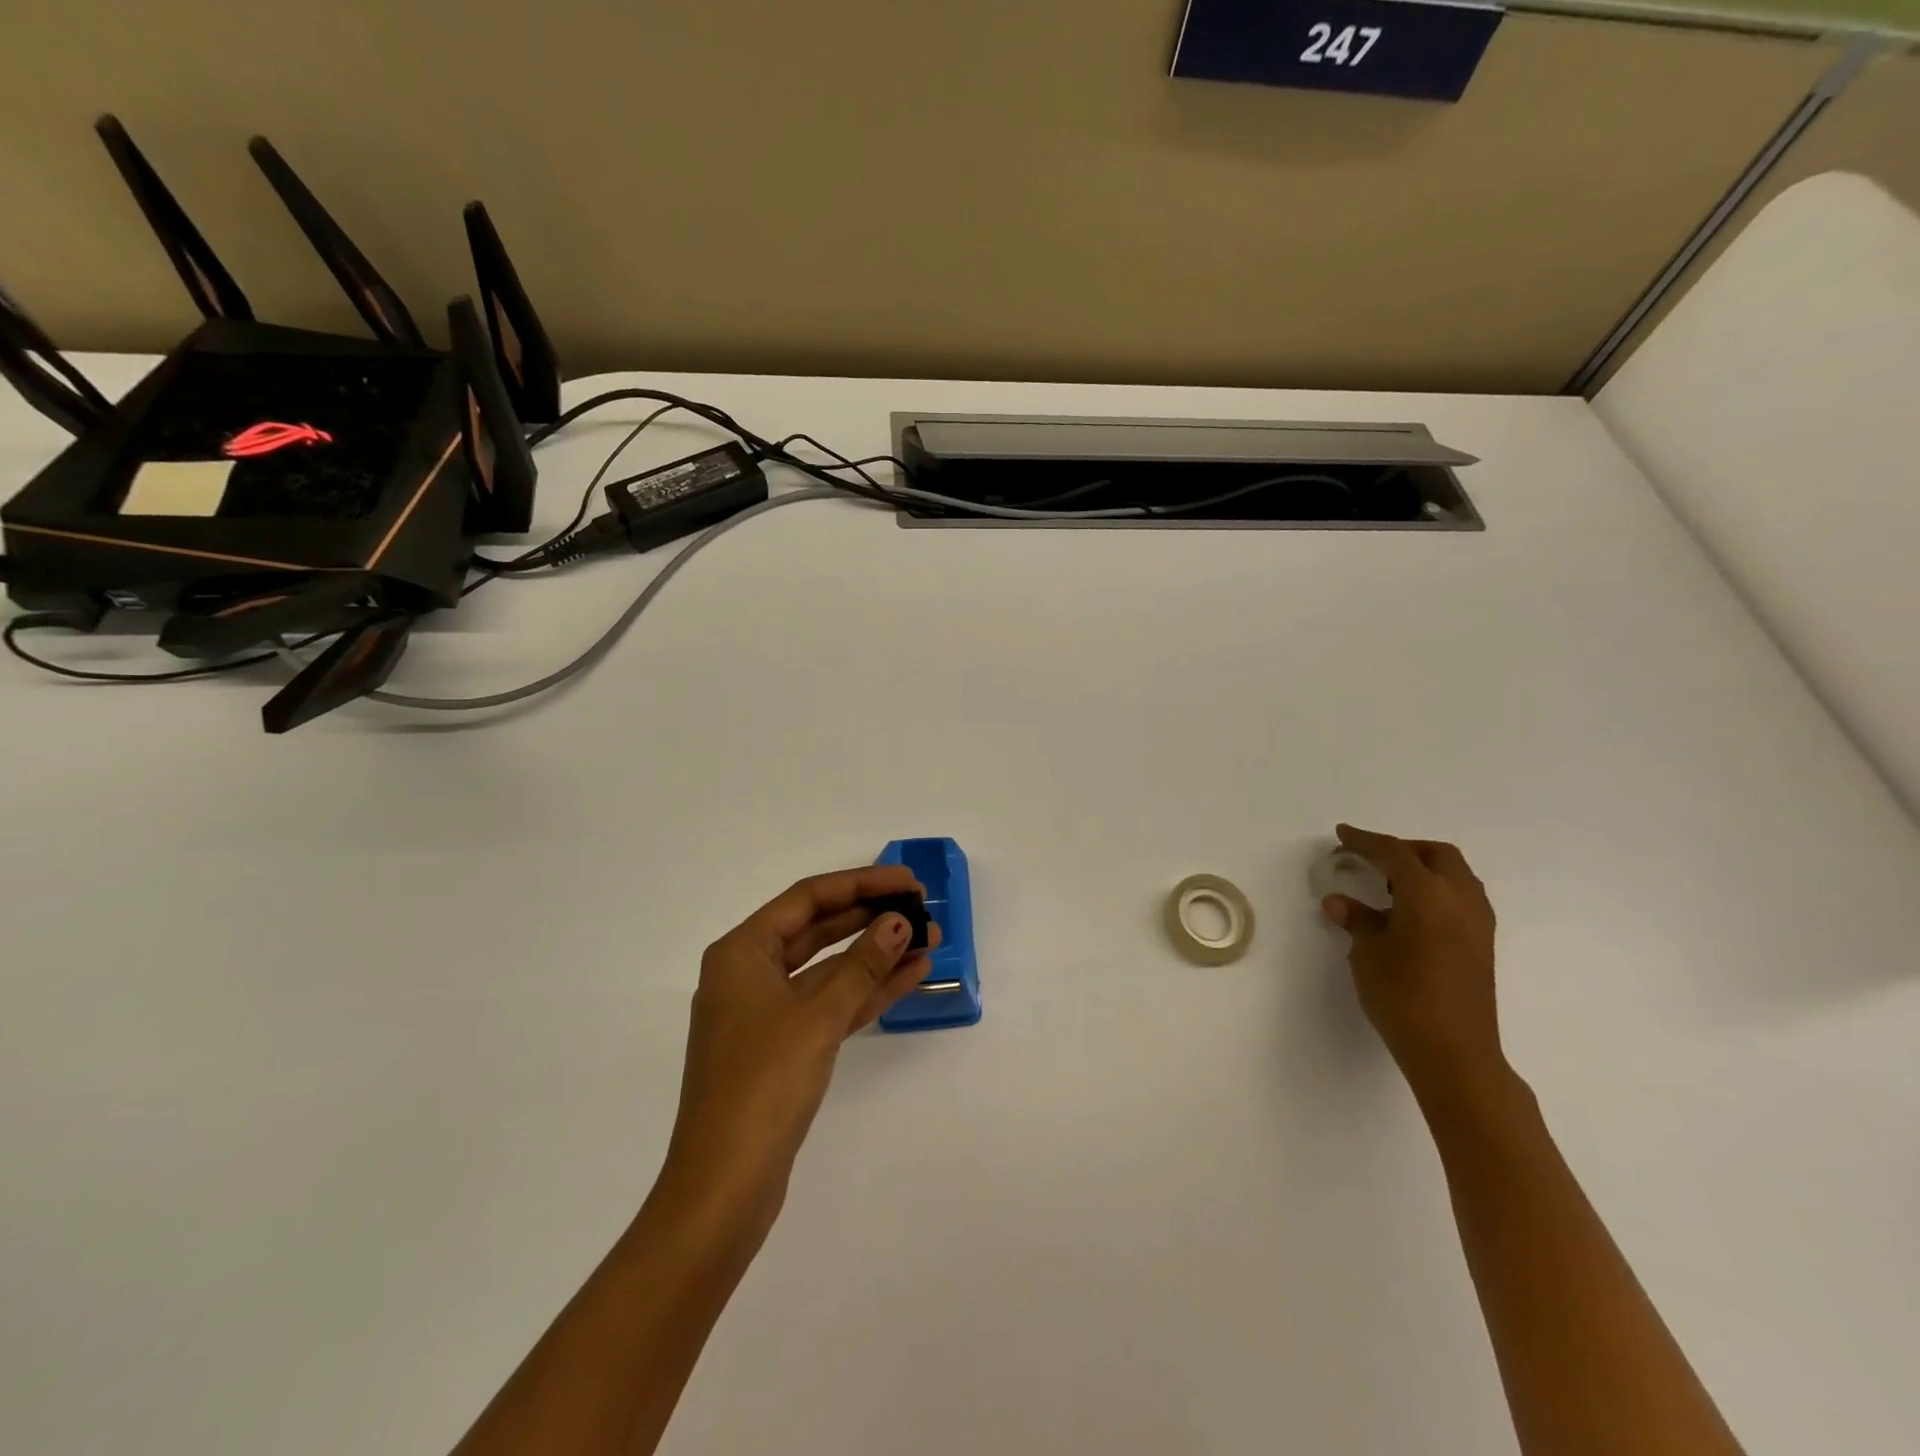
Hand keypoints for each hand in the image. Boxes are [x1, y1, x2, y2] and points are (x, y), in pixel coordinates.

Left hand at [664, 865, 941, 1222]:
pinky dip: (867, 992)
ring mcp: (768, 1013)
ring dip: (877, 955)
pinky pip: (831, 1004)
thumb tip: (899, 922)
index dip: (862, 884)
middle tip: (922, 909)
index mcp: (741, 952)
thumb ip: (862, 965)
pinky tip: (910, 977)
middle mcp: (750, 973)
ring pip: (830, 969)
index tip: (907, 882)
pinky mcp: (786, 1047)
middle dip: (872, 919)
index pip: (809, 898)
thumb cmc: (762, 1084)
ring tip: (929, 940)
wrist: (724, 1187)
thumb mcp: (817, 1016)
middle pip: (819, 929)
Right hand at [1321, 824, 1506, 1102]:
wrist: (1454, 1052)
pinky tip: (1410, 913)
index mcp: (1428, 894)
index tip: (1342, 835)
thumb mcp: (1368, 954)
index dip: (1365, 841)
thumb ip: (1357, 920)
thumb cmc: (1403, 996)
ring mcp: (1478, 922)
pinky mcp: (1482, 944)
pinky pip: (1461, 898)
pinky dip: (1436, 892)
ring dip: (1423, 870)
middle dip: (1403, 849)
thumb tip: (1340, 902)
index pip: (1394, 853)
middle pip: (1436, 855)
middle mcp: (1460, 899)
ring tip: (1389, 887)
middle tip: (1371, 859)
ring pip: (1454, 875)